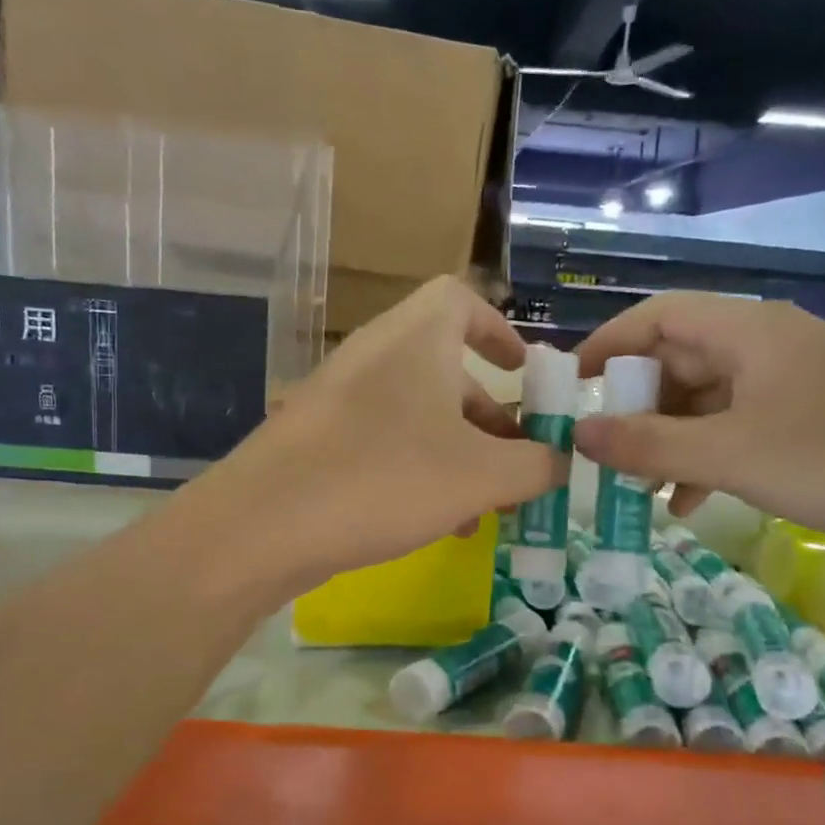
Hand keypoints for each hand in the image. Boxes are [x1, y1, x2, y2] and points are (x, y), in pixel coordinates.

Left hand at [191, 277, 565, 595]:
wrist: (263, 525)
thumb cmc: (385, 478)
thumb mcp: (481, 476)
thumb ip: (535, 465)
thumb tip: (562, 462)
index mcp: (417, 338)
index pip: (460, 300)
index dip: (498, 330)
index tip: (524, 374)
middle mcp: (375, 354)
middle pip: (447, 369)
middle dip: (490, 416)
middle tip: (519, 460)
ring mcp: (339, 397)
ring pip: (417, 412)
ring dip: (458, 452)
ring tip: (486, 507)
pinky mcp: (317, 438)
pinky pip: (383, 440)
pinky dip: (417, 469)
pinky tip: (436, 522)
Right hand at [571, 293, 824, 569]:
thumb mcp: (729, 455)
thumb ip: (646, 444)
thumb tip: (579, 434)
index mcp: (749, 330)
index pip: (658, 316)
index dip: (608, 344)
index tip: (574, 386)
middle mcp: (769, 343)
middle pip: (681, 359)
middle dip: (637, 405)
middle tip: (603, 449)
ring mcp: (794, 380)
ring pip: (709, 399)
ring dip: (670, 439)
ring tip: (640, 487)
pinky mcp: (814, 415)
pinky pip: (741, 425)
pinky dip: (709, 456)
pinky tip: (691, 502)